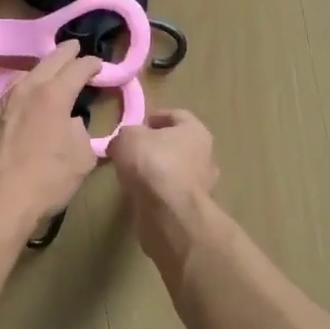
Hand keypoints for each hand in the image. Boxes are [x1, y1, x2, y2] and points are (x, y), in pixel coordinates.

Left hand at [0, 41, 103, 234]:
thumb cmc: (47, 180)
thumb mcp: (82, 157)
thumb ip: (81, 131)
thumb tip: (70, 123)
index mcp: (53, 94)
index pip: (77, 68)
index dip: (91, 64)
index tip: (98, 65)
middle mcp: (25, 90)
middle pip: (48, 62)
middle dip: (65, 54)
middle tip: (75, 48)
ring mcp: (0, 103)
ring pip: (23, 77)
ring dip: (39, 73)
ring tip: (48, 76)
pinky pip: (7, 100)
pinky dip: (21, 98)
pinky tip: (23, 109)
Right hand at [107, 110, 220, 261]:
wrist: (169, 213)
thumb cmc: (153, 163)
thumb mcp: (127, 137)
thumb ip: (126, 134)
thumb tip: (124, 142)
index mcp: (195, 131)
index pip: (176, 115)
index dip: (153, 117)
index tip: (134, 126)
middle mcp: (205, 155)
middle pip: (177, 144)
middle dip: (155, 146)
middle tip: (131, 151)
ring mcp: (202, 185)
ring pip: (175, 170)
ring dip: (156, 171)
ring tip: (132, 175)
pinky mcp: (192, 209)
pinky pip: (171, 193)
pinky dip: (157, 192)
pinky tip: (139, 194)